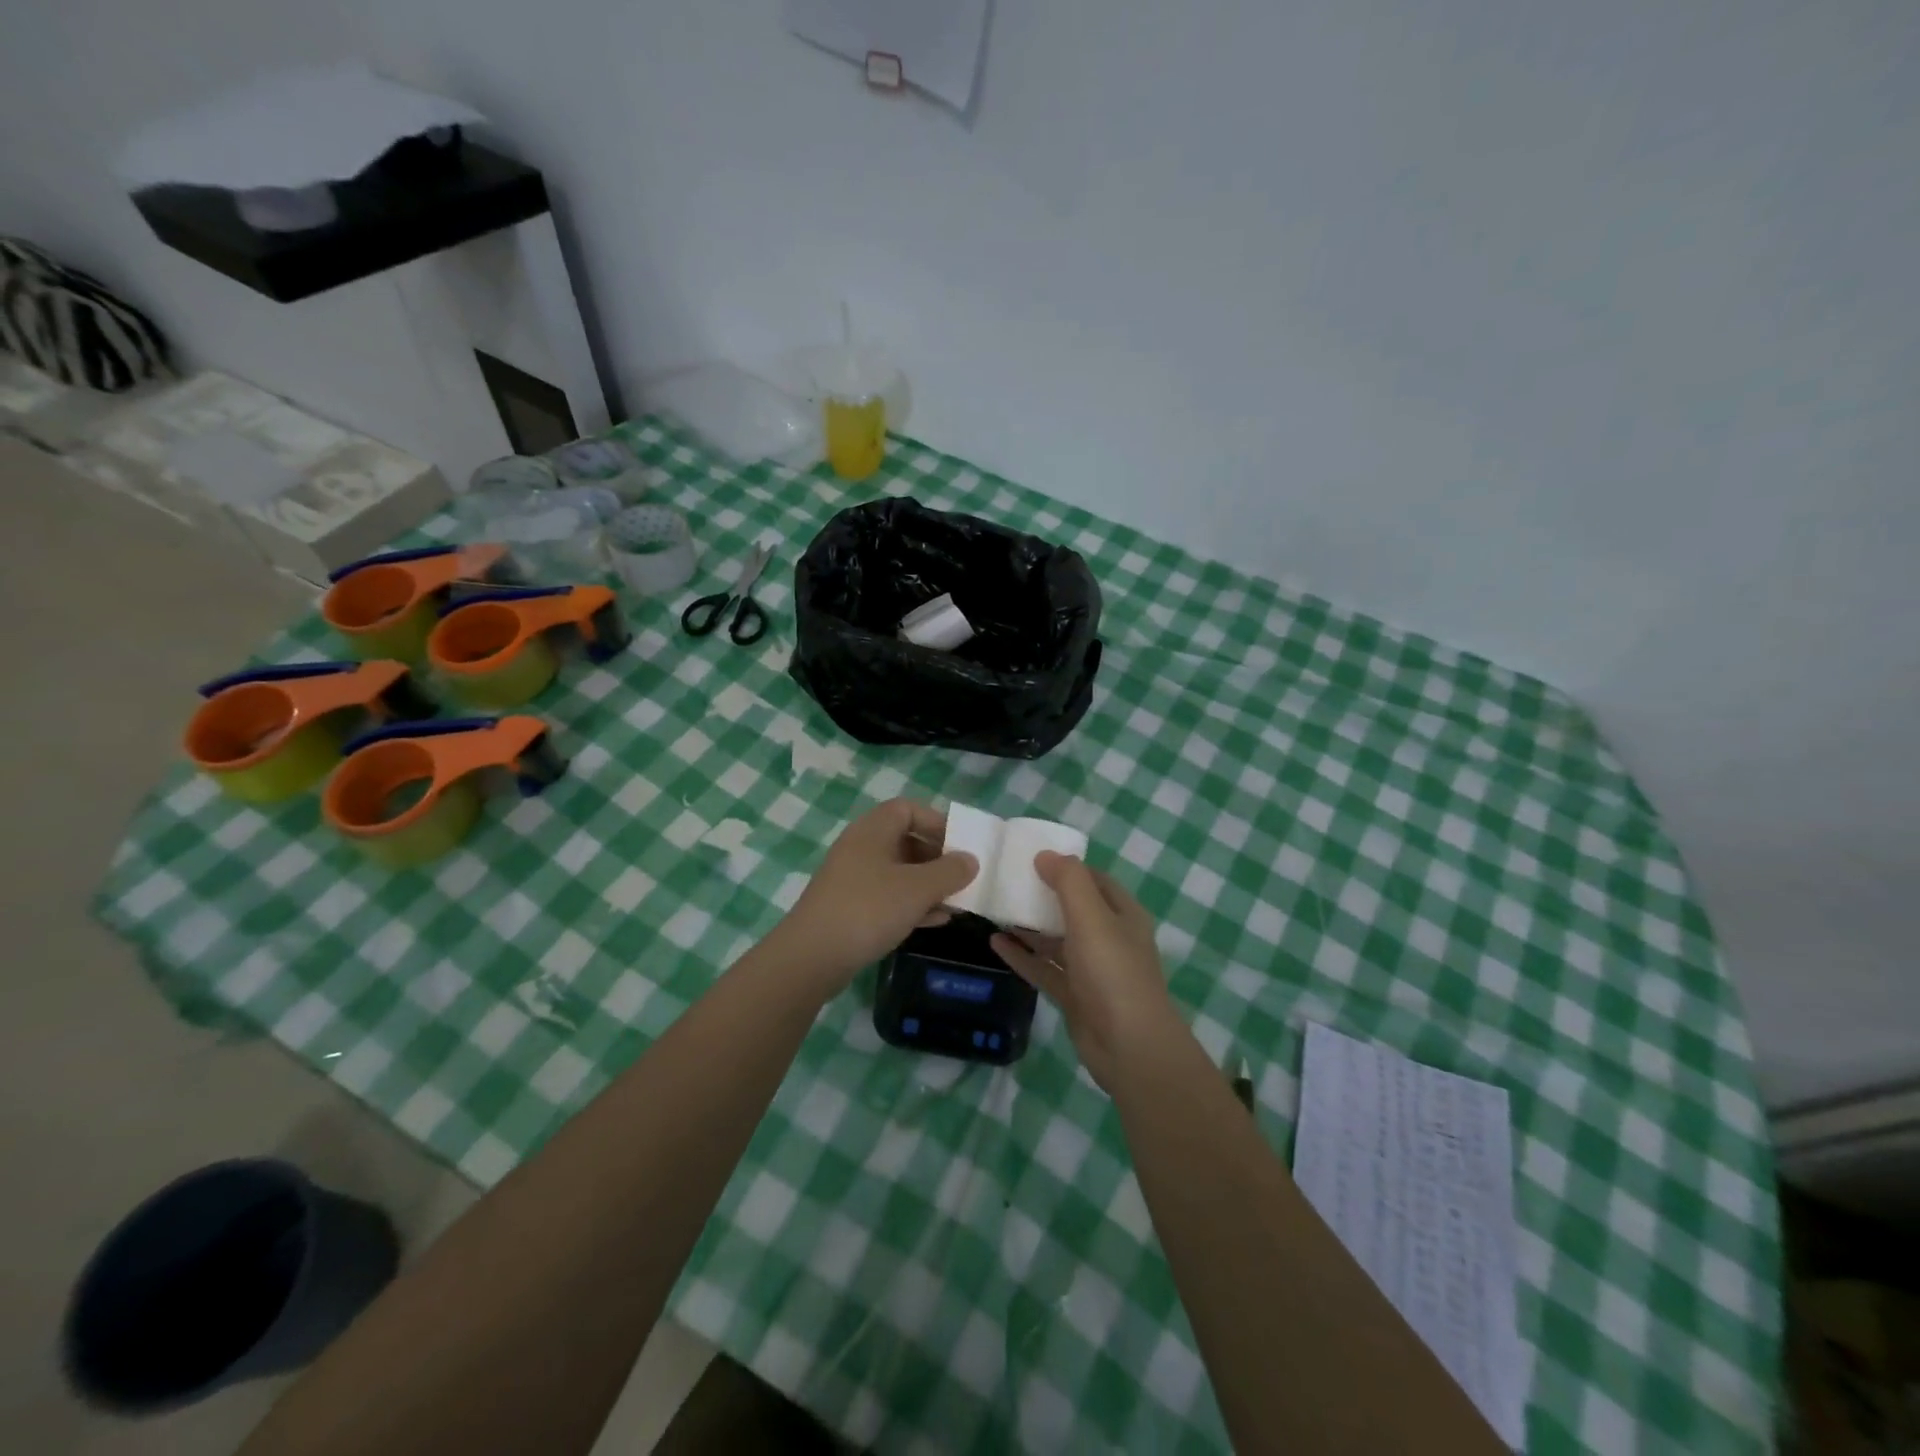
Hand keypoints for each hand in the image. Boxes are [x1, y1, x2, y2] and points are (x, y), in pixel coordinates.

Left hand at [773, 800, 976, 995]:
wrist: (812, 957)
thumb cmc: (868, 909)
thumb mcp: (917, 888)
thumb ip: (949, 871)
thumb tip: (970, 860)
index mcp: (873, 831)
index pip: (907, 809)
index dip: (936, 822)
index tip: (960, 844)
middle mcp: (861, 848)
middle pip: (905, 840)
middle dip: (937, 858)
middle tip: (962, 877)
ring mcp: (853, 879)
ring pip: (899, 872)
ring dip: (928, 884)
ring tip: (956, 902)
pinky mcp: (850, 908)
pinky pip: (888, 897)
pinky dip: (912, 904)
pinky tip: (936, 921)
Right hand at [991, 853, 1183, 1091]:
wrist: (1129, 1046)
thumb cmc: (1113, 972)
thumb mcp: (1092, 916)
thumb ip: (1069, 881)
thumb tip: (1044, 854)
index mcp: (1122, 914)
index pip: (1093, 879)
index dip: (1065, 866)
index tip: (1030, 856)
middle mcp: (1109, 938)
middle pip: (1072, 908)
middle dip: (1042, 895)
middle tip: (1005, 881)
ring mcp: (1091, 969)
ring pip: (1056, 939)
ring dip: (1029, 926)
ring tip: (995, 909)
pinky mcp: (1075, 995)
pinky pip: (1044, 969)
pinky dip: (1023, 956)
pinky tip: (996, 944)